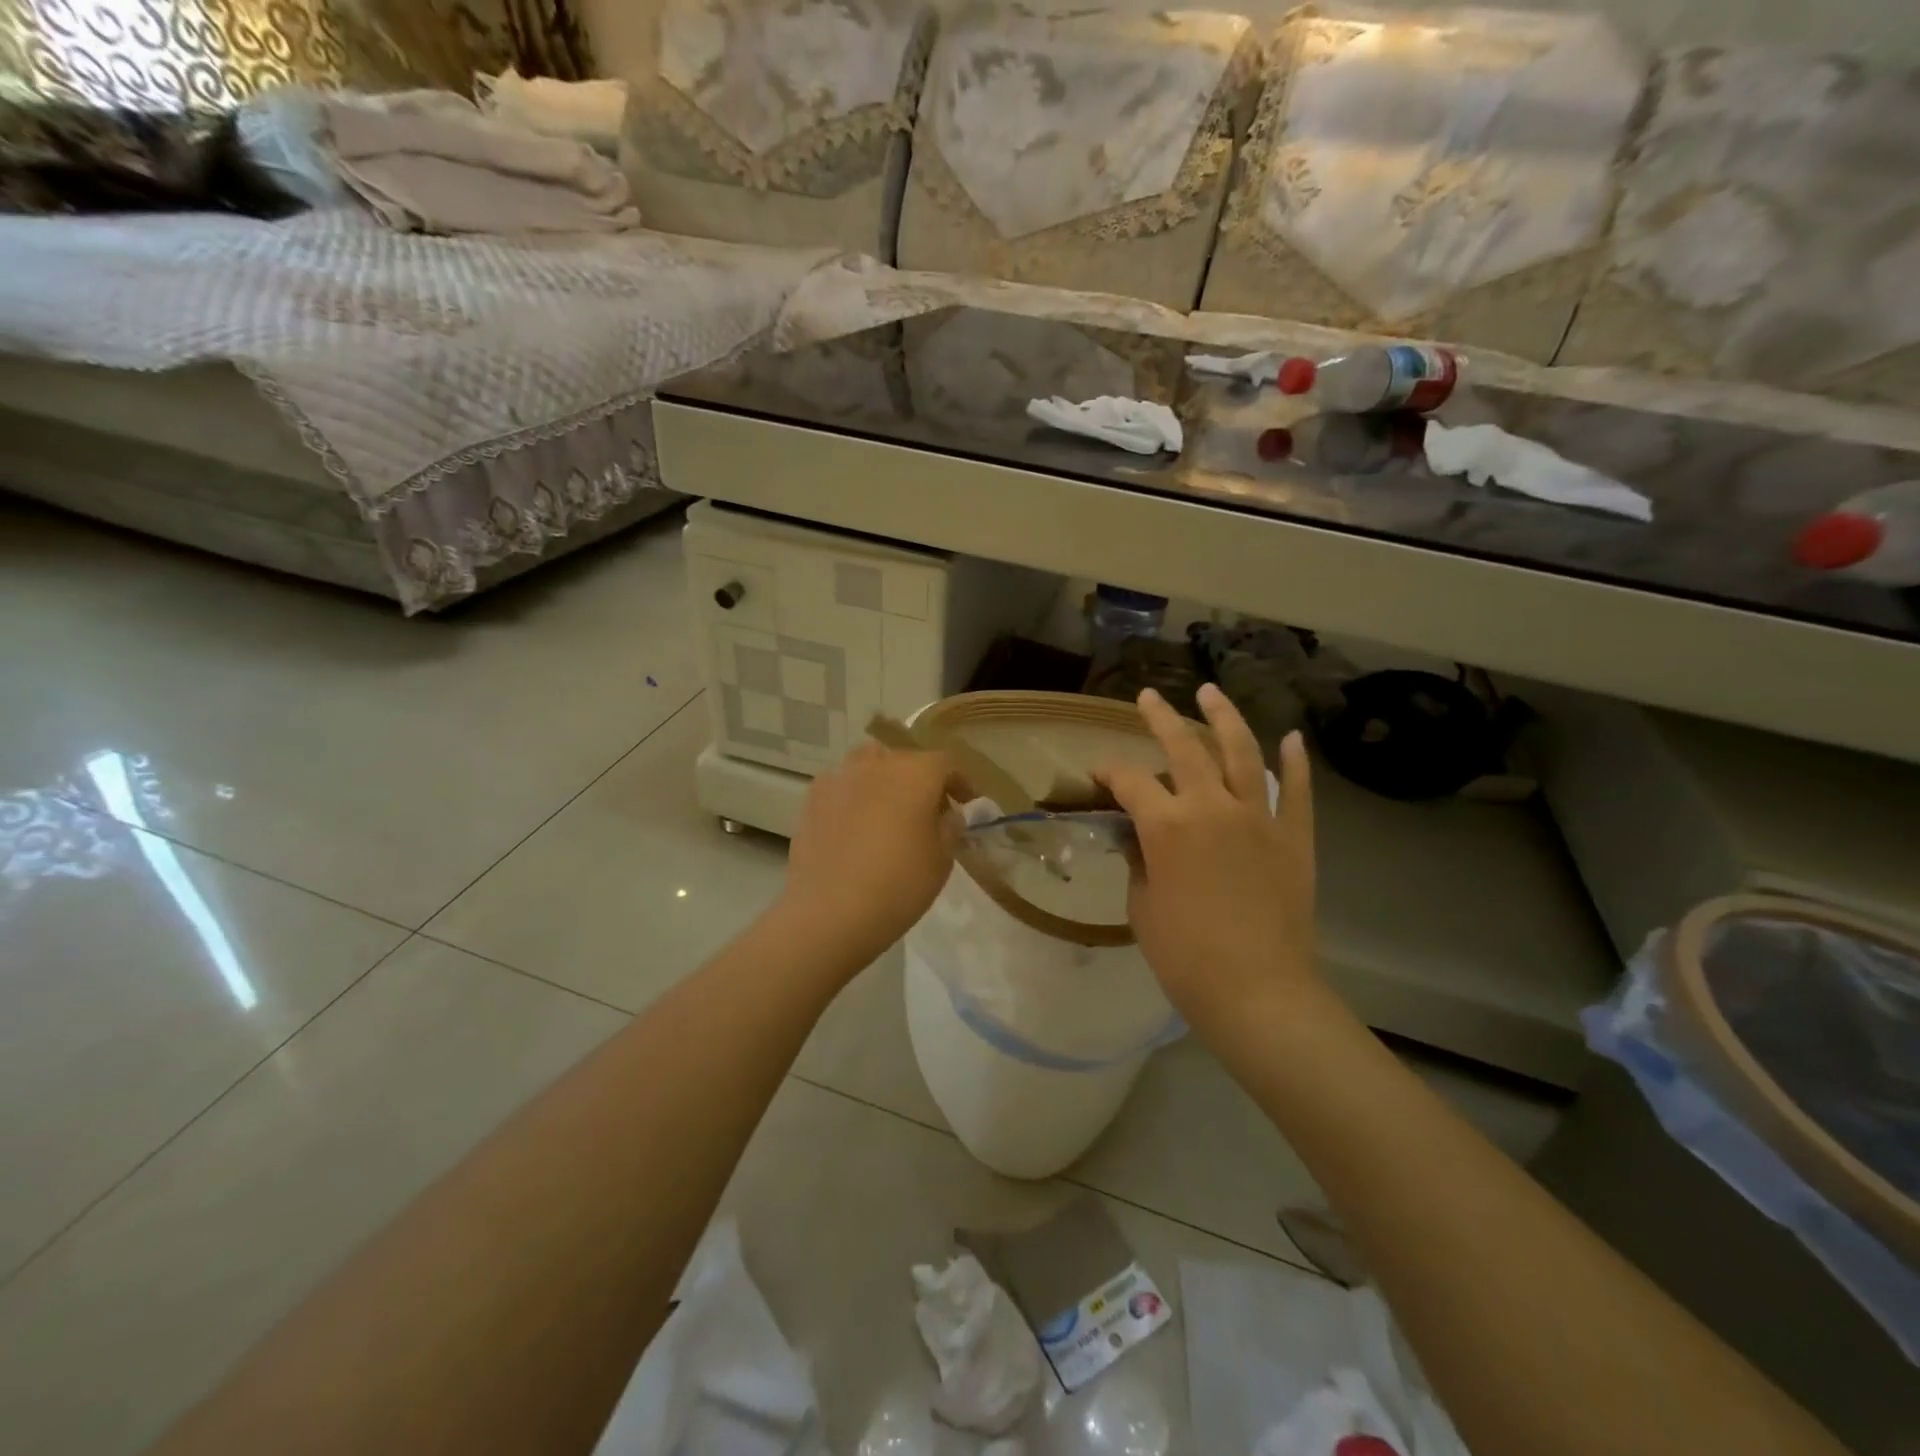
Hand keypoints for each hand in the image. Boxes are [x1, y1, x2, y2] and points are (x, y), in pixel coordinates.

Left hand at [775, 739, 957, 972]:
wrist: (829, 912)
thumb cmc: (898, 885)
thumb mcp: (942, 860)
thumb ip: (950, 828)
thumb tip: (949, 814)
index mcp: (916, 773)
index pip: (946, 763)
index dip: (960, 782)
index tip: (967, 804)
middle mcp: (877, 764)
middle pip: (906, 760)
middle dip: (921, 780)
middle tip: (929, 811)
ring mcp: (840, 778)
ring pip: (868, 764)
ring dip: (884, 780)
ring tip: (888, 811)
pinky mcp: (812, 799)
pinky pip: (841, 785)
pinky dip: (853, 795)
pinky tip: (854, 824)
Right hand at [1095, 685, 1319, 1033]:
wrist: (1258, 992)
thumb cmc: (1185, 956)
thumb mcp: (1143, 906)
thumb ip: (1139, 861)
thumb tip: (1140, 837)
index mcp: (1167, 825)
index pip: (1130, 782)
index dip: (1109, 774)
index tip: (1098, 776)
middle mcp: (1211, 806)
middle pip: (1184, 747)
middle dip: (1161, 718)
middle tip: (1148, 697)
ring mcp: (1259, 817)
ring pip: (1241, 751)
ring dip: (1224, 717)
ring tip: (1211, 692)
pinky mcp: (1293, 836)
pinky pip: (1296, 790)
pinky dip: (1294, 762)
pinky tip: (1291, 737)